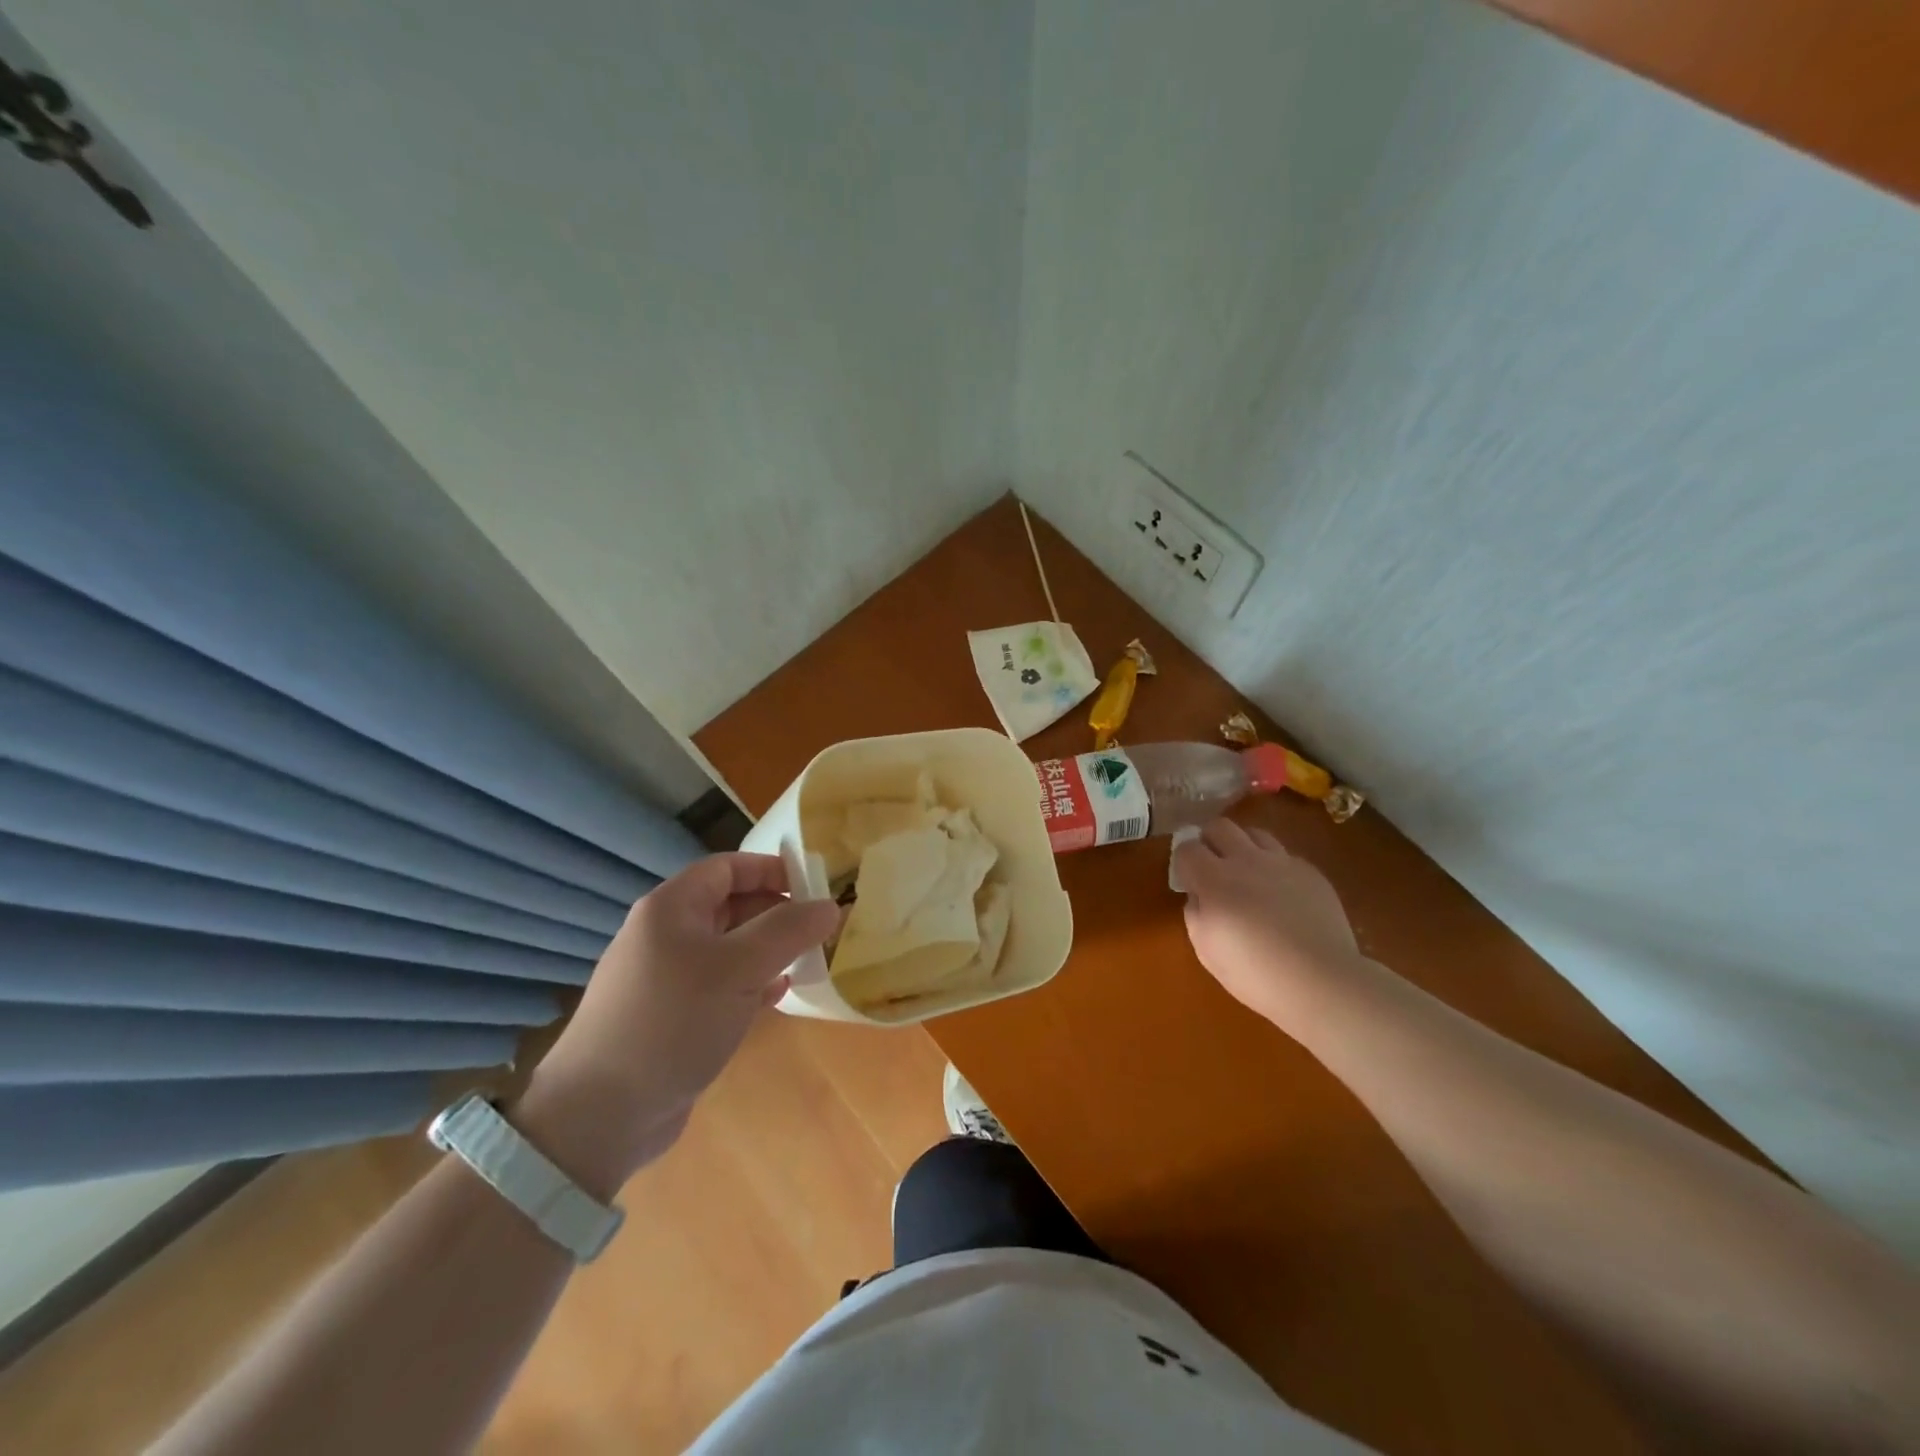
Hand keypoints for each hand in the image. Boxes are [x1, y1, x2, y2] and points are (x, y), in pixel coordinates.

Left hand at [514, 853, 839, 1196]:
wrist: (601, 1115)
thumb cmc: (672, 1021)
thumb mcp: (738, 968)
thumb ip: (788, 931)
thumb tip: (831, 905)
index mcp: (671, 908)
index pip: (728, 867)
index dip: (771, 869)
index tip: (814, 886)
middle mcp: (666, 934)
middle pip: (730, 905)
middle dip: (776, 912)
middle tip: (820, 928)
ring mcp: (667, 977)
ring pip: (729, 947)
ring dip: (768, 950)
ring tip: (809, 959)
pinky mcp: (673, 1016)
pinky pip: (721, 984)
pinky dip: (752, 983)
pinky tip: (779, 995)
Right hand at [1172, 818, 1361, 1023]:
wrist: (1321, 981)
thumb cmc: (1255, 973)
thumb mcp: (1206, 950)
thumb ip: (1195, 913)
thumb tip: (1198, 895)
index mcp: (1215, 879)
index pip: (1188, 848)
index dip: (1183, 860)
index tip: (1187, 878)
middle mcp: (1247, 860)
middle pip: (1220, 826)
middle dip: (1209, 840)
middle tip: (1211, 865)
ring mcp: (1282, 863)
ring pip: (1255, 833)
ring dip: (1242, 846)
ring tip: (1246, 871)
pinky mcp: (1311, 872)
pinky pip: (1284, 856)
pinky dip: (1274, 866)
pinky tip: (1280, 892)